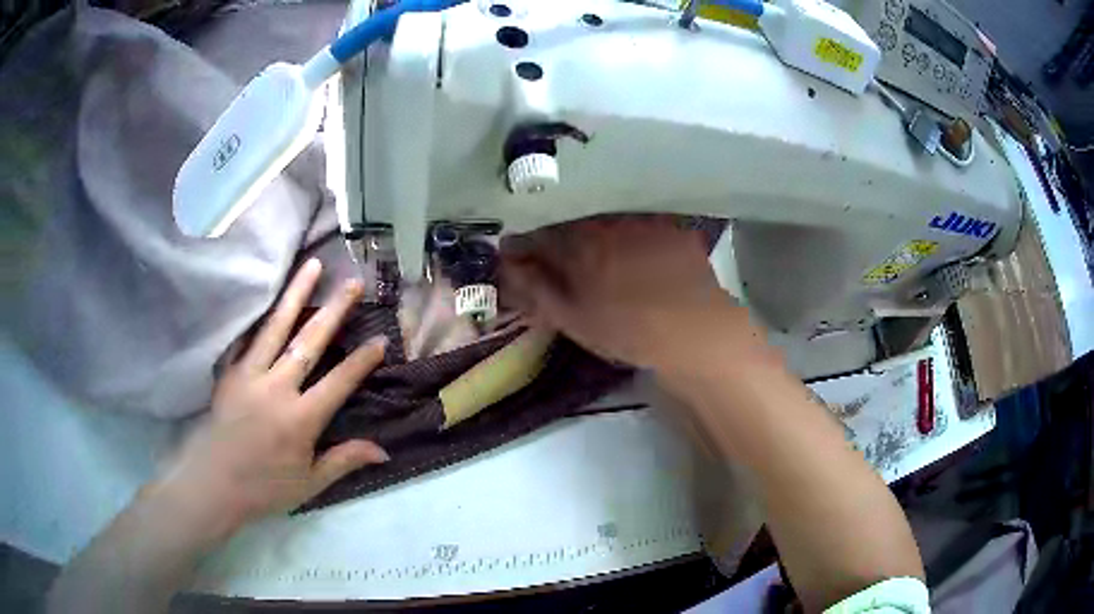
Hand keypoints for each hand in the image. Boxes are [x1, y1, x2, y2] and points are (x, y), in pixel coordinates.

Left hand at [147, 259, 388, 536]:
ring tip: (312, 266)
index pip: (339, 382)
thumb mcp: (310, 483)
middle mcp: (277, 388)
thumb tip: (384, 450)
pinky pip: (245, 337)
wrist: (213, 484)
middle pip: (309, 341)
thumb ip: (344, 460)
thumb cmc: (265, 488)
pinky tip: (267, 296)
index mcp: (301, 419)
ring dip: (296, 294)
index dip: (362, 361)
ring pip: (276, 327)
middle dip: (334, 310)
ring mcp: (249, 375)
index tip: (380, 340)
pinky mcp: (229, 372)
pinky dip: (258, 315)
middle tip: (352, 282)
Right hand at [500, 216, 770, 372]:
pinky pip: (641, 225)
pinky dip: (631, 238)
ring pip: (606, 221)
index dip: (523, 247)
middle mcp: (607, 221)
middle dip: (559, 238)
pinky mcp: (672, 227)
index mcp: (578, 243)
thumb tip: (508, 265)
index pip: (537, 235)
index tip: (517, 259)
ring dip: (595, 235)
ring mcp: (643, 220)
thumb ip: (536, 288)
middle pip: (571, 223)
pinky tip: (640, 259)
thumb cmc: (628, 329)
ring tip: (602, 260)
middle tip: (561, 263)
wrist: (695, 330)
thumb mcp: (573, 318)